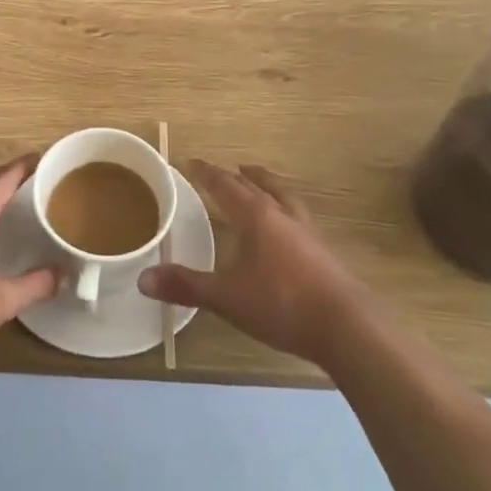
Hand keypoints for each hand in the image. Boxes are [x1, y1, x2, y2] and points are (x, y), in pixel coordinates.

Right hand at [140, 159, 366, 364]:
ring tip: (260, 181)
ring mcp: (308, 234)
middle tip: (229, 168)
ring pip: (285, 198)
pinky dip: (285, 210)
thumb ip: (187, 286)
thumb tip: (142, 279)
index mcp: (257, 218)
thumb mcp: (227, 297)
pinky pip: (299, 218)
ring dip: (269, 186)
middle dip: (239, 177)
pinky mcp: (324, 254)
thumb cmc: (282, 304)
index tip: (193, 162)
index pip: (227, 187)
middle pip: (259, 187)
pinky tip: (287, 227)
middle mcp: (283, 217)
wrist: (348, 328)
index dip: (208, 174)